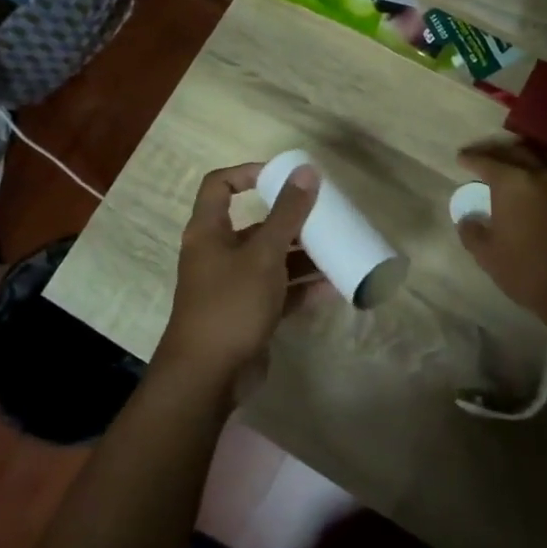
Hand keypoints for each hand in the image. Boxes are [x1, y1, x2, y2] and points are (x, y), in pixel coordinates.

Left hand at [154, 162, 319, 399]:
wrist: (209, 376)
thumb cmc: (230, 304)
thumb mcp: (264, 254)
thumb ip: (287, 213)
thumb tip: (307, 171)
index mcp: (209, 232)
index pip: (220, 186)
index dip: (248, 173)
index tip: (284, 176)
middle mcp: (218, 254)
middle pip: (256, 225)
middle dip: (291, 220)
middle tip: (325, 215)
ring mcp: (234, 287)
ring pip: (272, 261)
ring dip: (303, 256)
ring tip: (337, 250)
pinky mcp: (249, 314)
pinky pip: (280, 292)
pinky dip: (303, 288)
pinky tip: (335, 287)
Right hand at [454, 142, 546, 333]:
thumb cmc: (527, 270)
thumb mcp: (487, 255)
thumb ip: (472, 232)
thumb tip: (468, 219)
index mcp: (511, 182)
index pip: (486, 161)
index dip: (471, 158)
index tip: (461, 158)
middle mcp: (539, 174)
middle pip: (516, 152)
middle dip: (498, 151)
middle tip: (485, 157)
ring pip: (541, 158)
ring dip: (524, 157)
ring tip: (513, 164)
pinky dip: (543, 172)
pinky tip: (539, 184)